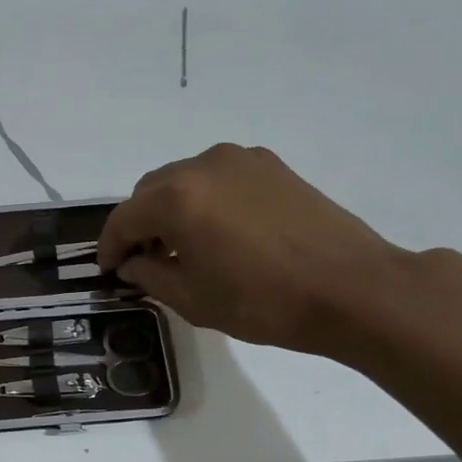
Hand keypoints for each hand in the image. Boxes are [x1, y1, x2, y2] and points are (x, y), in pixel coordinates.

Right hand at [97, 143, 409, 355]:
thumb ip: (149, 275)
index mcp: (176, 198)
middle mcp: (203, 165)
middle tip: (144, 260)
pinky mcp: (271, 166)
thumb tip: (132, 263)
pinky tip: (219, 232)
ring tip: (183, 246)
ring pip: (184, 180)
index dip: (109, 247)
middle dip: (139, 224)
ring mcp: (241, 160)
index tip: (108, 270)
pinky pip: (218, 179)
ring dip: (171, 209)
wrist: (352, 289)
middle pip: (150, 191)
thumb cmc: (263, 301)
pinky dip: (205, 200)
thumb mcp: (192, 298)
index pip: (123, 218)